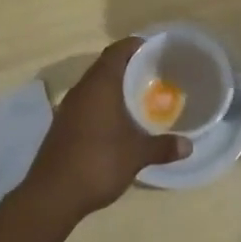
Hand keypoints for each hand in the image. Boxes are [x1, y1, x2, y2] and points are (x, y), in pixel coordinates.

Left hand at [24, 38, 190, 220]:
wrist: (52, 196)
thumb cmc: (98, 163)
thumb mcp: (136, 155)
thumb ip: (162, 147)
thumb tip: (189, 145)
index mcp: (100, 85)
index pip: (117, 51)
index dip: (135, 46)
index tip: (155, 50)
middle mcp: (82, 89)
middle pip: (106, 65)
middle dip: (128, 66)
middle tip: (154, 73)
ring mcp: (68, 108)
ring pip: (94, 85)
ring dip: (114, 86)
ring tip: (139, 96)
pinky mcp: (62, 126)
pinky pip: (86, 103)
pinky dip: (103, 104)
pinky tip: (117, 121)